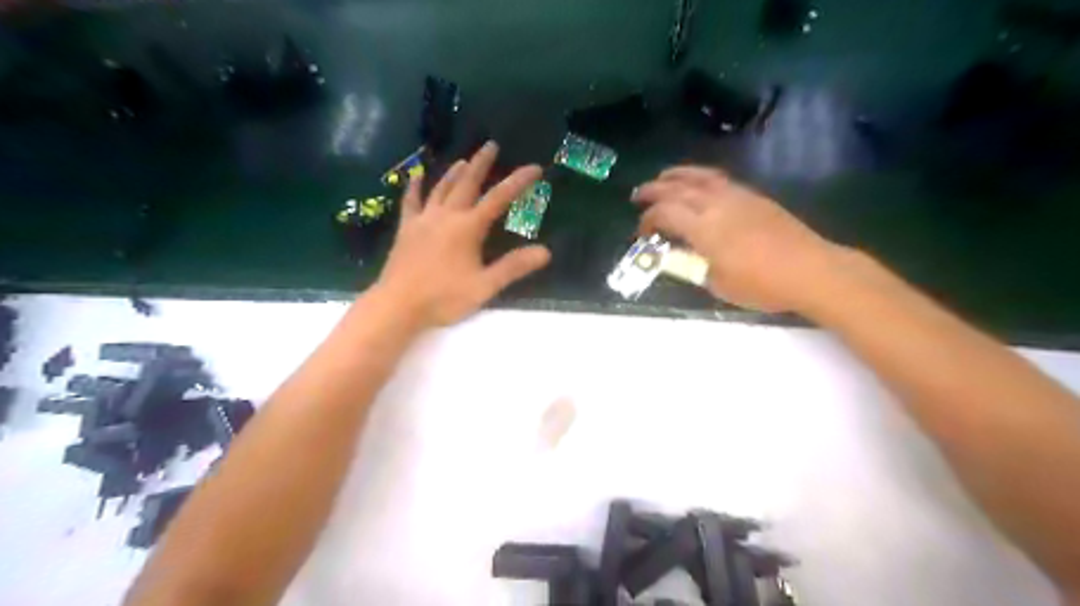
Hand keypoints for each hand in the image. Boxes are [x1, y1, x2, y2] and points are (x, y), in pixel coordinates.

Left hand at [377, 142, 552, 329]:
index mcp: (468, 228)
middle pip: (467, 183)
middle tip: (491, 145)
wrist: (398, 306)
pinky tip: (416, 176)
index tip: (534, 167)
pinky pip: (411, 201)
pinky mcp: (406, 229)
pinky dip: (415, 187)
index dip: (518, 181)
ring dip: (454, 172)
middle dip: (481, 164)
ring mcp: (423, 220)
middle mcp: (446, 216)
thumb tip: (545, 252)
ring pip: (441, 188)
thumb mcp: (485, 286)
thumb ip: (514, 267)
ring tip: (464, 160)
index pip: (499, 199)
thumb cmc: (444, 298)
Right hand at [634, 168, 842, 313]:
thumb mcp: (717, 283)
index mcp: (703, 227)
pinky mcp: (753, 196)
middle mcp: (716, 204)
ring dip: (676, 175)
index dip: (647, 221)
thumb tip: (676, 255)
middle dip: (653, 190)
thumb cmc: (761, 284)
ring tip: (663, 178)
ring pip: (699, 177)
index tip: (640, 233)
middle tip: (637, 195)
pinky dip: (700, 177)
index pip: (664, 213)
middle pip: (677, 188)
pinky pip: (719, 179)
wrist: (810, 269)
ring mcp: (737, 196)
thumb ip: (692, 265)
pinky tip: (698, 185)